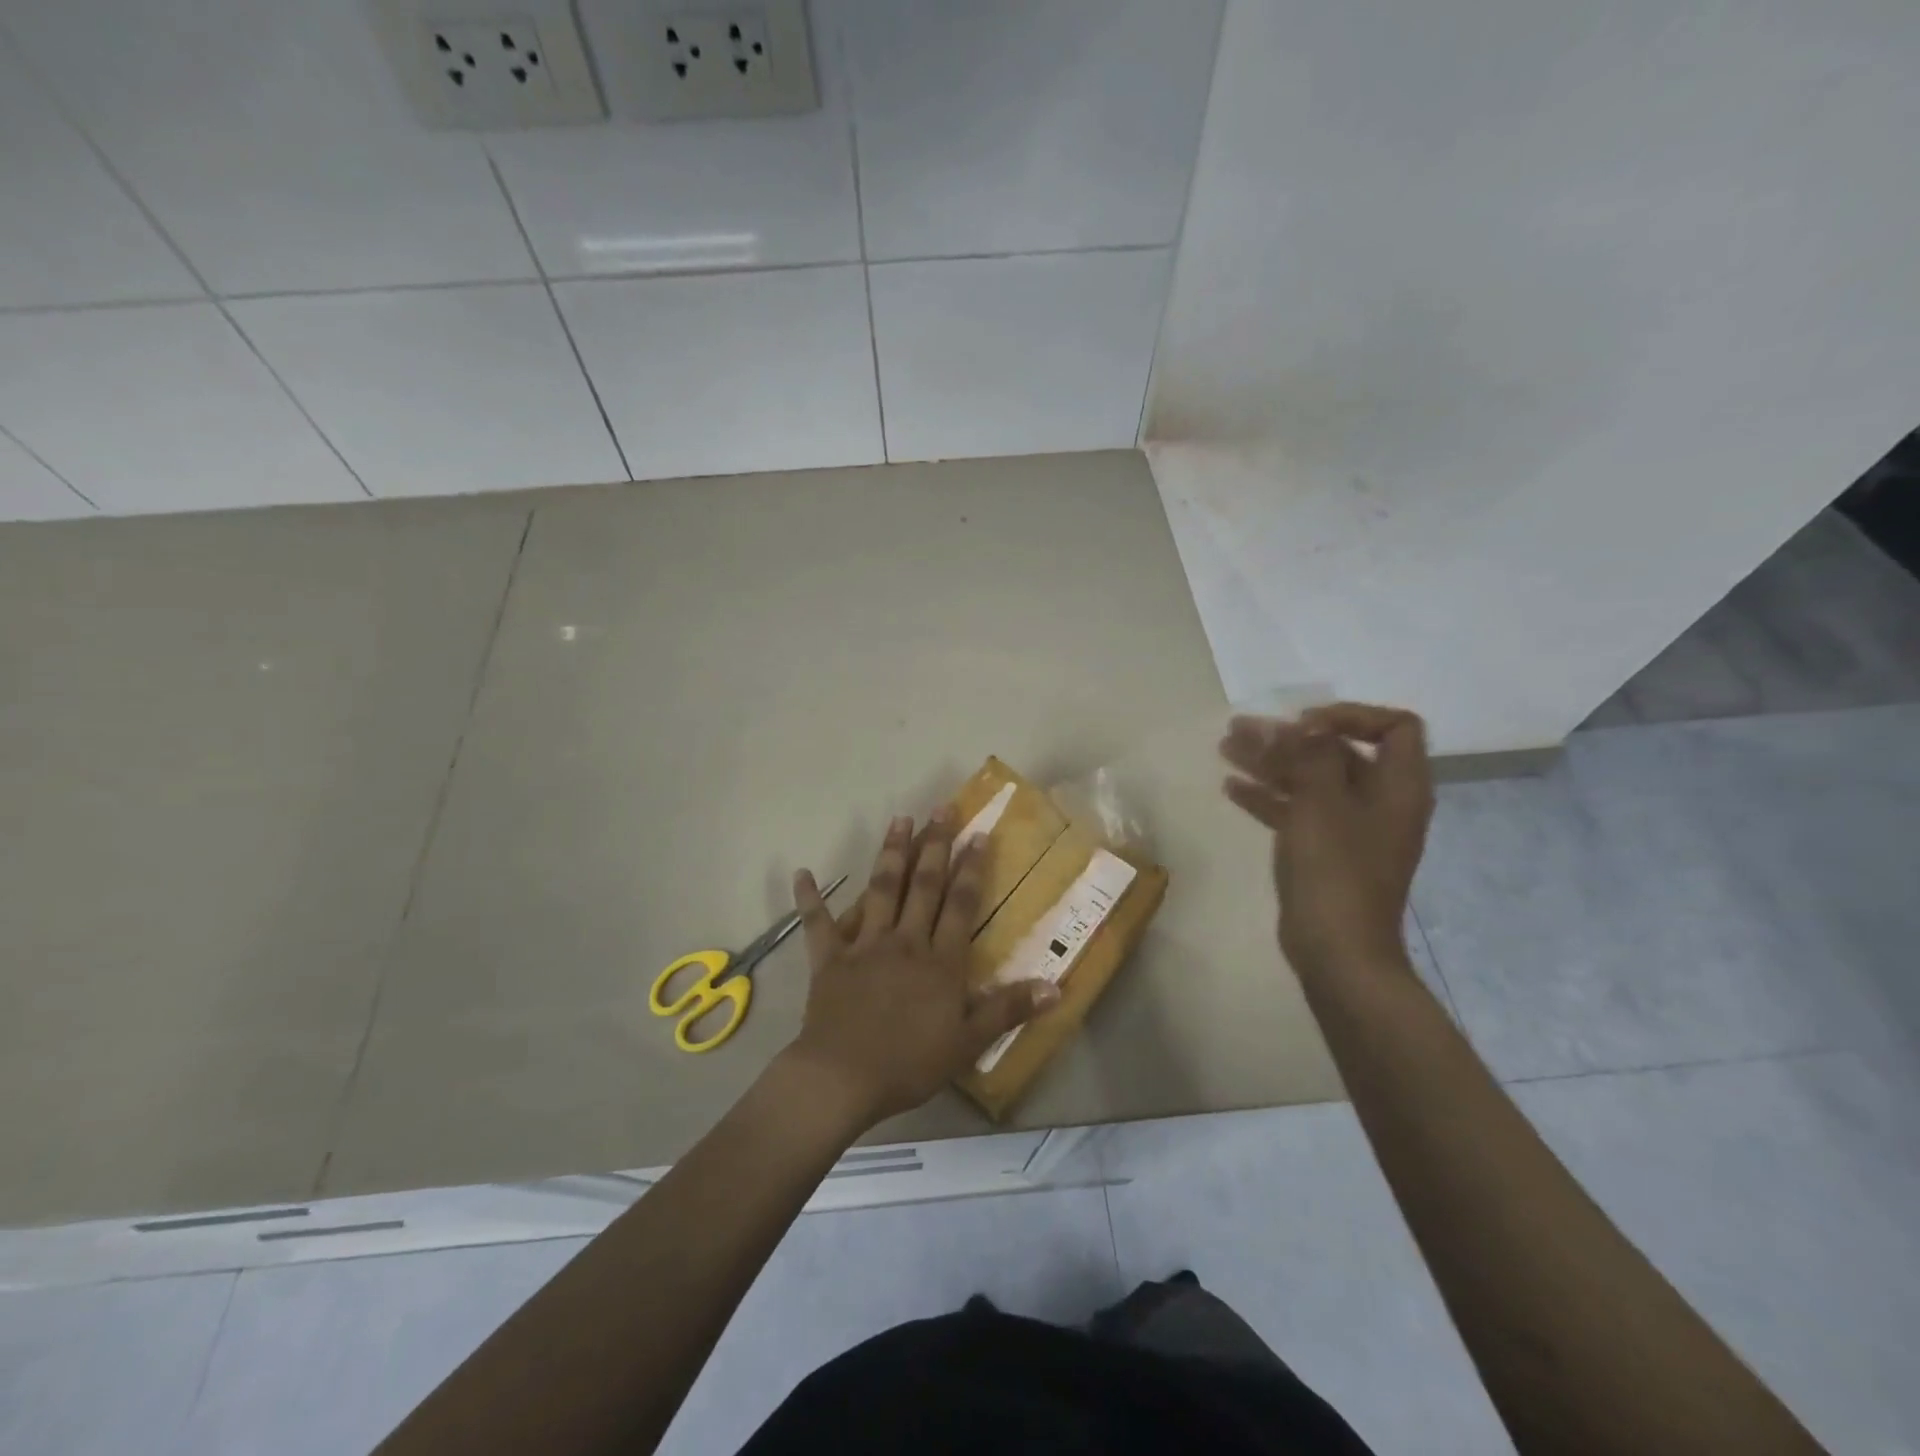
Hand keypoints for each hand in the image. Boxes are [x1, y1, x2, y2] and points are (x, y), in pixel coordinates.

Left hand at [783, 809, 1058, 1129]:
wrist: (843, 1078)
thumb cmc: (910, 1063)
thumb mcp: (968, 1042)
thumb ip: (1008, 1009)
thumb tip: (1057, 986)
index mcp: (940, 960)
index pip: (960, 904)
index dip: (971, 868)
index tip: (977, 833)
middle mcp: (905, 941)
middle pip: (924, 885)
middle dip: (935, 845)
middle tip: (941, 808)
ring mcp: (864, 945)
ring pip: (881, 890)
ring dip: (891, 853)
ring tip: (900, 819)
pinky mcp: (829, 959)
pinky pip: (818, 924)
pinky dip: (809, 899)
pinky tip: (802, 873)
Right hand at [1219, 702, 1434, 974]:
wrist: (1337, 951)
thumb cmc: (1336, 871)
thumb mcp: (1322, 803)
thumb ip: (1313, 756)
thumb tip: (1307, 724)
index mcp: (1398, 787)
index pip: (1395, 727)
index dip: (1351, 716)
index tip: (1304, 724)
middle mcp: (1380, 802)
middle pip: (1339, 753)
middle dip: (1290, 737)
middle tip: (1242, 728)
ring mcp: (1351, 830)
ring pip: (1311, 781)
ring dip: (1271, 763)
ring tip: (1227, 748)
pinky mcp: (1325, 853)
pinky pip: (1297, 812)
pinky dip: (1269, 797)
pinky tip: (1232, 788)